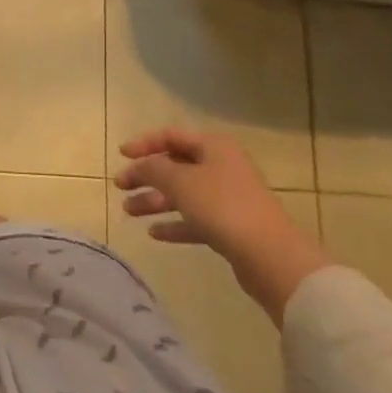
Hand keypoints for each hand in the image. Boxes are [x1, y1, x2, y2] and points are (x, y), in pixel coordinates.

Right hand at [113, 129, 329, 322]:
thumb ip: (152, 168)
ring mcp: (228, 198)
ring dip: (155, 200)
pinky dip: (174, 223)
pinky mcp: (230, 227)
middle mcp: (222, 167)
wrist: (270, 256)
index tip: (121, 155)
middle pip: (176, 166)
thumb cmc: (222, 207)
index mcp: (213, 147)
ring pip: (183, 194)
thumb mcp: (179, 181)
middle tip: (121, 186)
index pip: (171, 136)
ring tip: (129, 211)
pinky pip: (195, 219)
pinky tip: (153, 233)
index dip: (144, 143)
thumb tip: (139, 165)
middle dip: (146, 175)